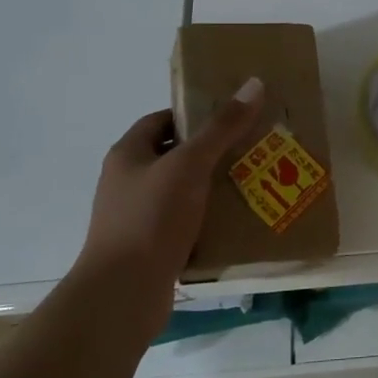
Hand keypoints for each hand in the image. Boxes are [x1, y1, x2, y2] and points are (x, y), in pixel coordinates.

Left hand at [76, 79, 265, 305]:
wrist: (123, 294)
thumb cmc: (151, 218)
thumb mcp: (190, 165)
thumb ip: (222, 127)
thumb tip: (254, 84)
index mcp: (128, 155)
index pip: (161, 121)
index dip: (194, 115)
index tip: (231, 118)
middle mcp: (127, 183)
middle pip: (174, 157)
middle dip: (211, 152)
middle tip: (251, 149)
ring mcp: (136, 218)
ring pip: (181, 192)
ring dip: (211, 189)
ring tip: (252, 183)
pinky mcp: (150, 248)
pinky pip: (184, 224)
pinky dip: (207, 221)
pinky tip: (236, 223)